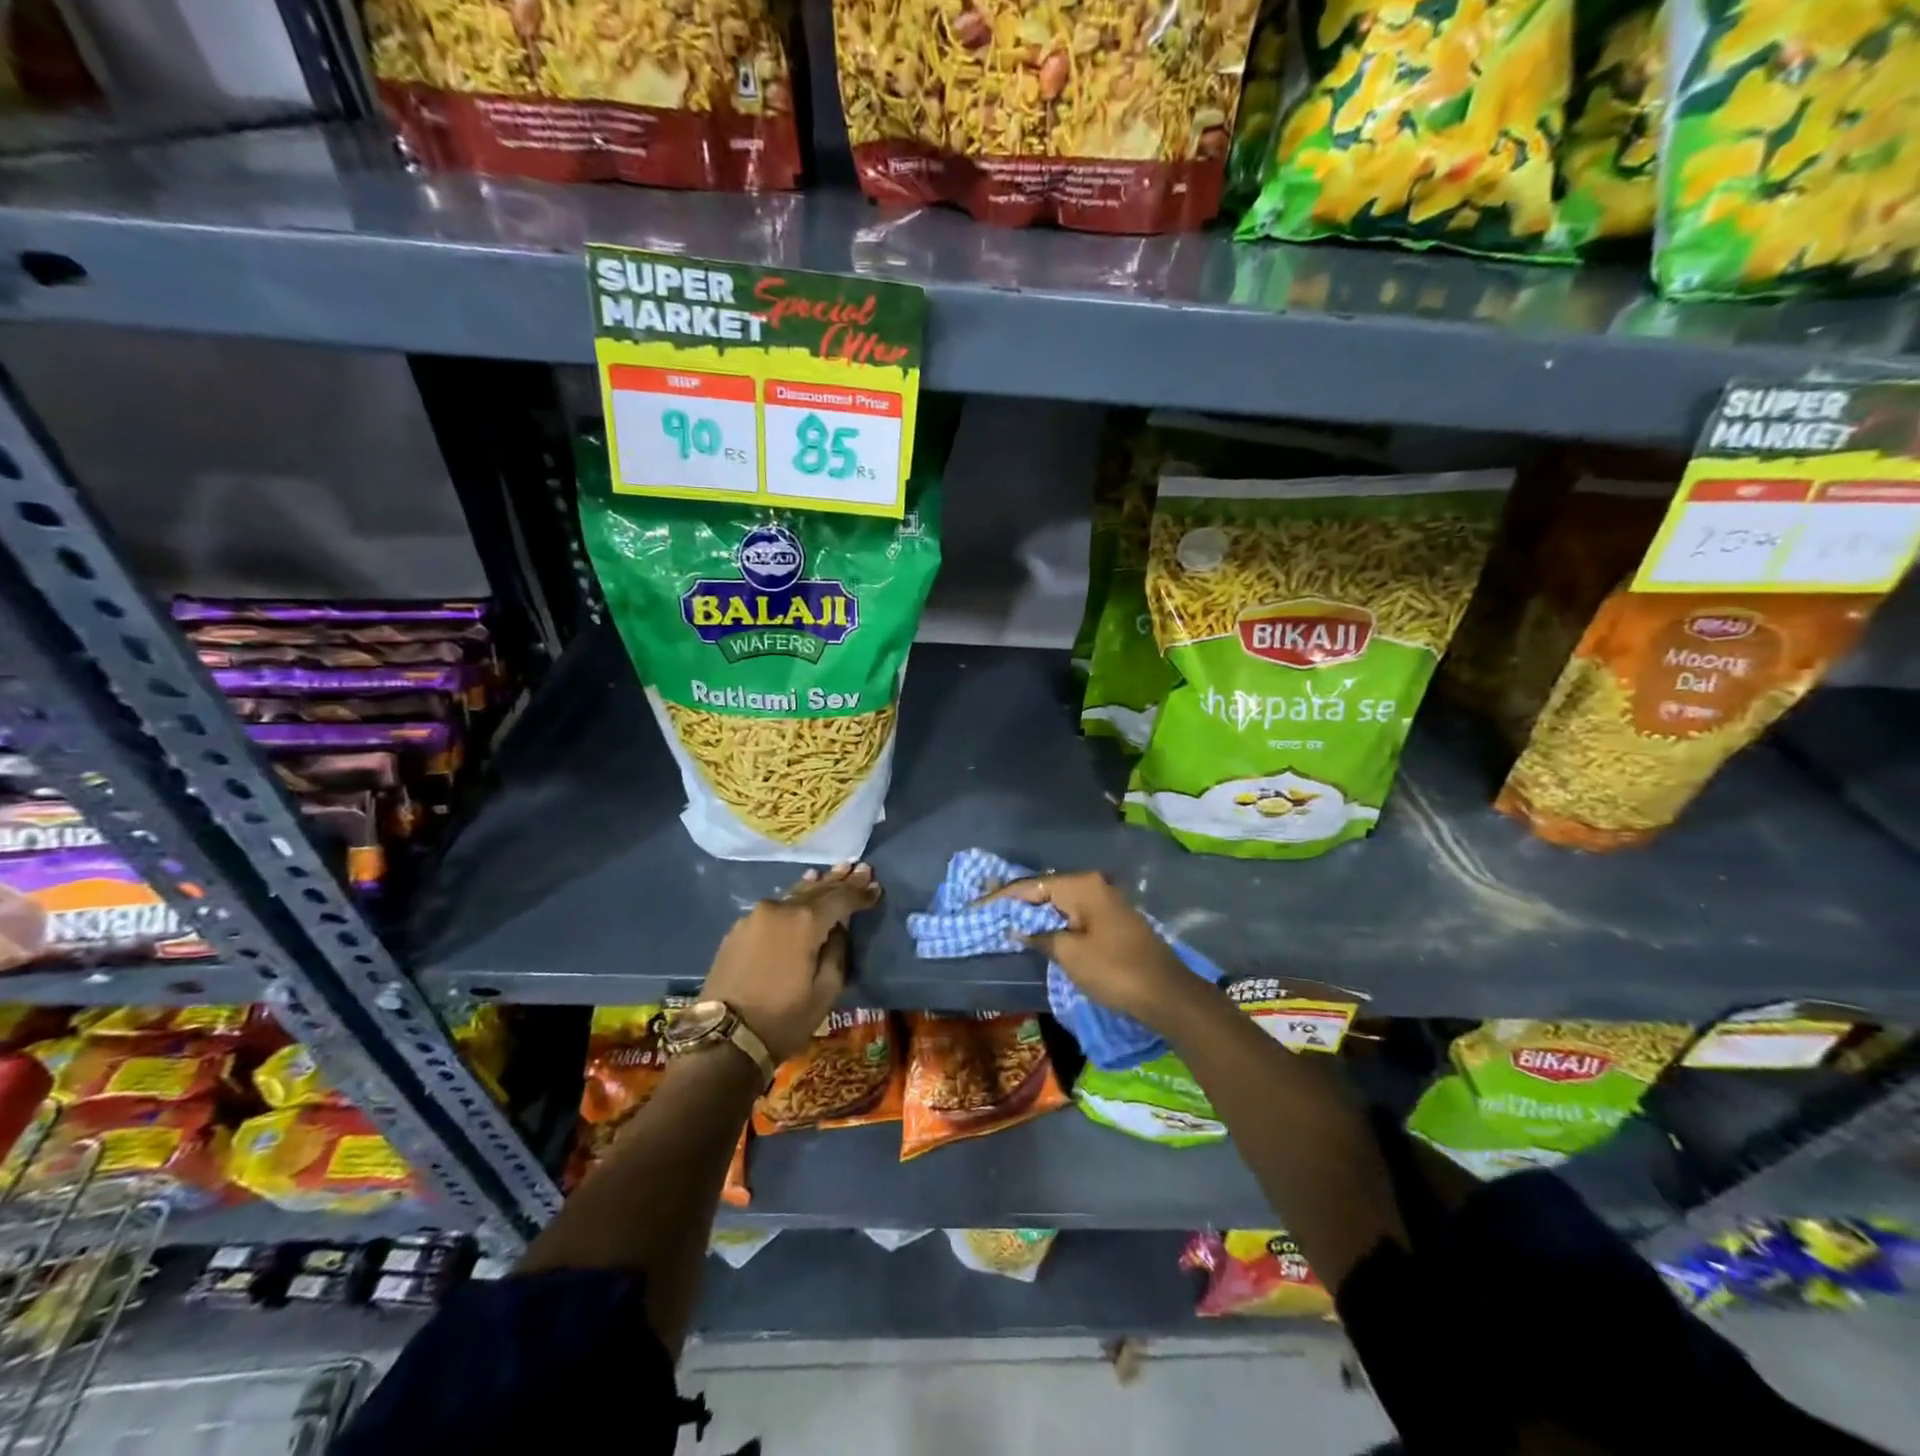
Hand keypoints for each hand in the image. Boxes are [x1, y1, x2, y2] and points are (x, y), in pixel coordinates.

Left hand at [700, 862, 879, 1062]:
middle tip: (862, 868)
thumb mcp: (826, 991)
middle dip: (841, 881)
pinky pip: (775, 908)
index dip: (860, 892)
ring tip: (835, 872)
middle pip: (817, 890)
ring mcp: (755, 916)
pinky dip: (794, 900)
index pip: (840, 898)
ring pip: (794, 895)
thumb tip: (837, 929)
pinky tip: (801, 894)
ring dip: (817, 885)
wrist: (723, 1039)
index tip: (877, 887)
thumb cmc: (783, 1018)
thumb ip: (837, 951)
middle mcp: (779, 909)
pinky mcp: (739, 929)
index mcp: (804, 922)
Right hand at [987, 871, 1194, 1027]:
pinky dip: (1053, 920)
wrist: (1167, 994)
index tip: (975, 905)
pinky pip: (1073, 913)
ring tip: (1003, 918)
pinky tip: (1037, 929)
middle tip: (985, 909)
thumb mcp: (1070, 955)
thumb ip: (1040, 936)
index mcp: (1082, 886)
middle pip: (1045, 888)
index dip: (1001, 896)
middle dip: (1016, 900)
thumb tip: (1019, 929)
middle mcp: (1094, 885)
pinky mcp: (1111, 919)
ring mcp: (1105, 901)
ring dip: (1034, 911)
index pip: (1032, 885)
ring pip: (1059, 901)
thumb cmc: (1115, 971)